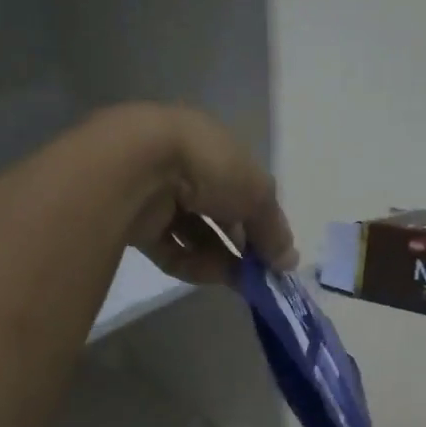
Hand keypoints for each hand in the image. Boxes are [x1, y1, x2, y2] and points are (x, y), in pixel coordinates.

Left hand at [96, 104, 296, 283]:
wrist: (137, 166)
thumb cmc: (208, 165)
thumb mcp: (257, 193)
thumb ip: (274, 229)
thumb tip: (289, 262)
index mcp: (212, 147)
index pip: (242, 186)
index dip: (260, 219)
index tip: (274, 251)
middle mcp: (184, 169)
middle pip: (219, 214)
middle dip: (241, 245)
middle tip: (259, 273)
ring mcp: (157, 197)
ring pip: (195, 236)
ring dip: (220, 259)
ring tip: (238, 279)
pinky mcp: (137, 225)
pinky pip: (171, 250)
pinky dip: (192, 264)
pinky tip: (210, 274)